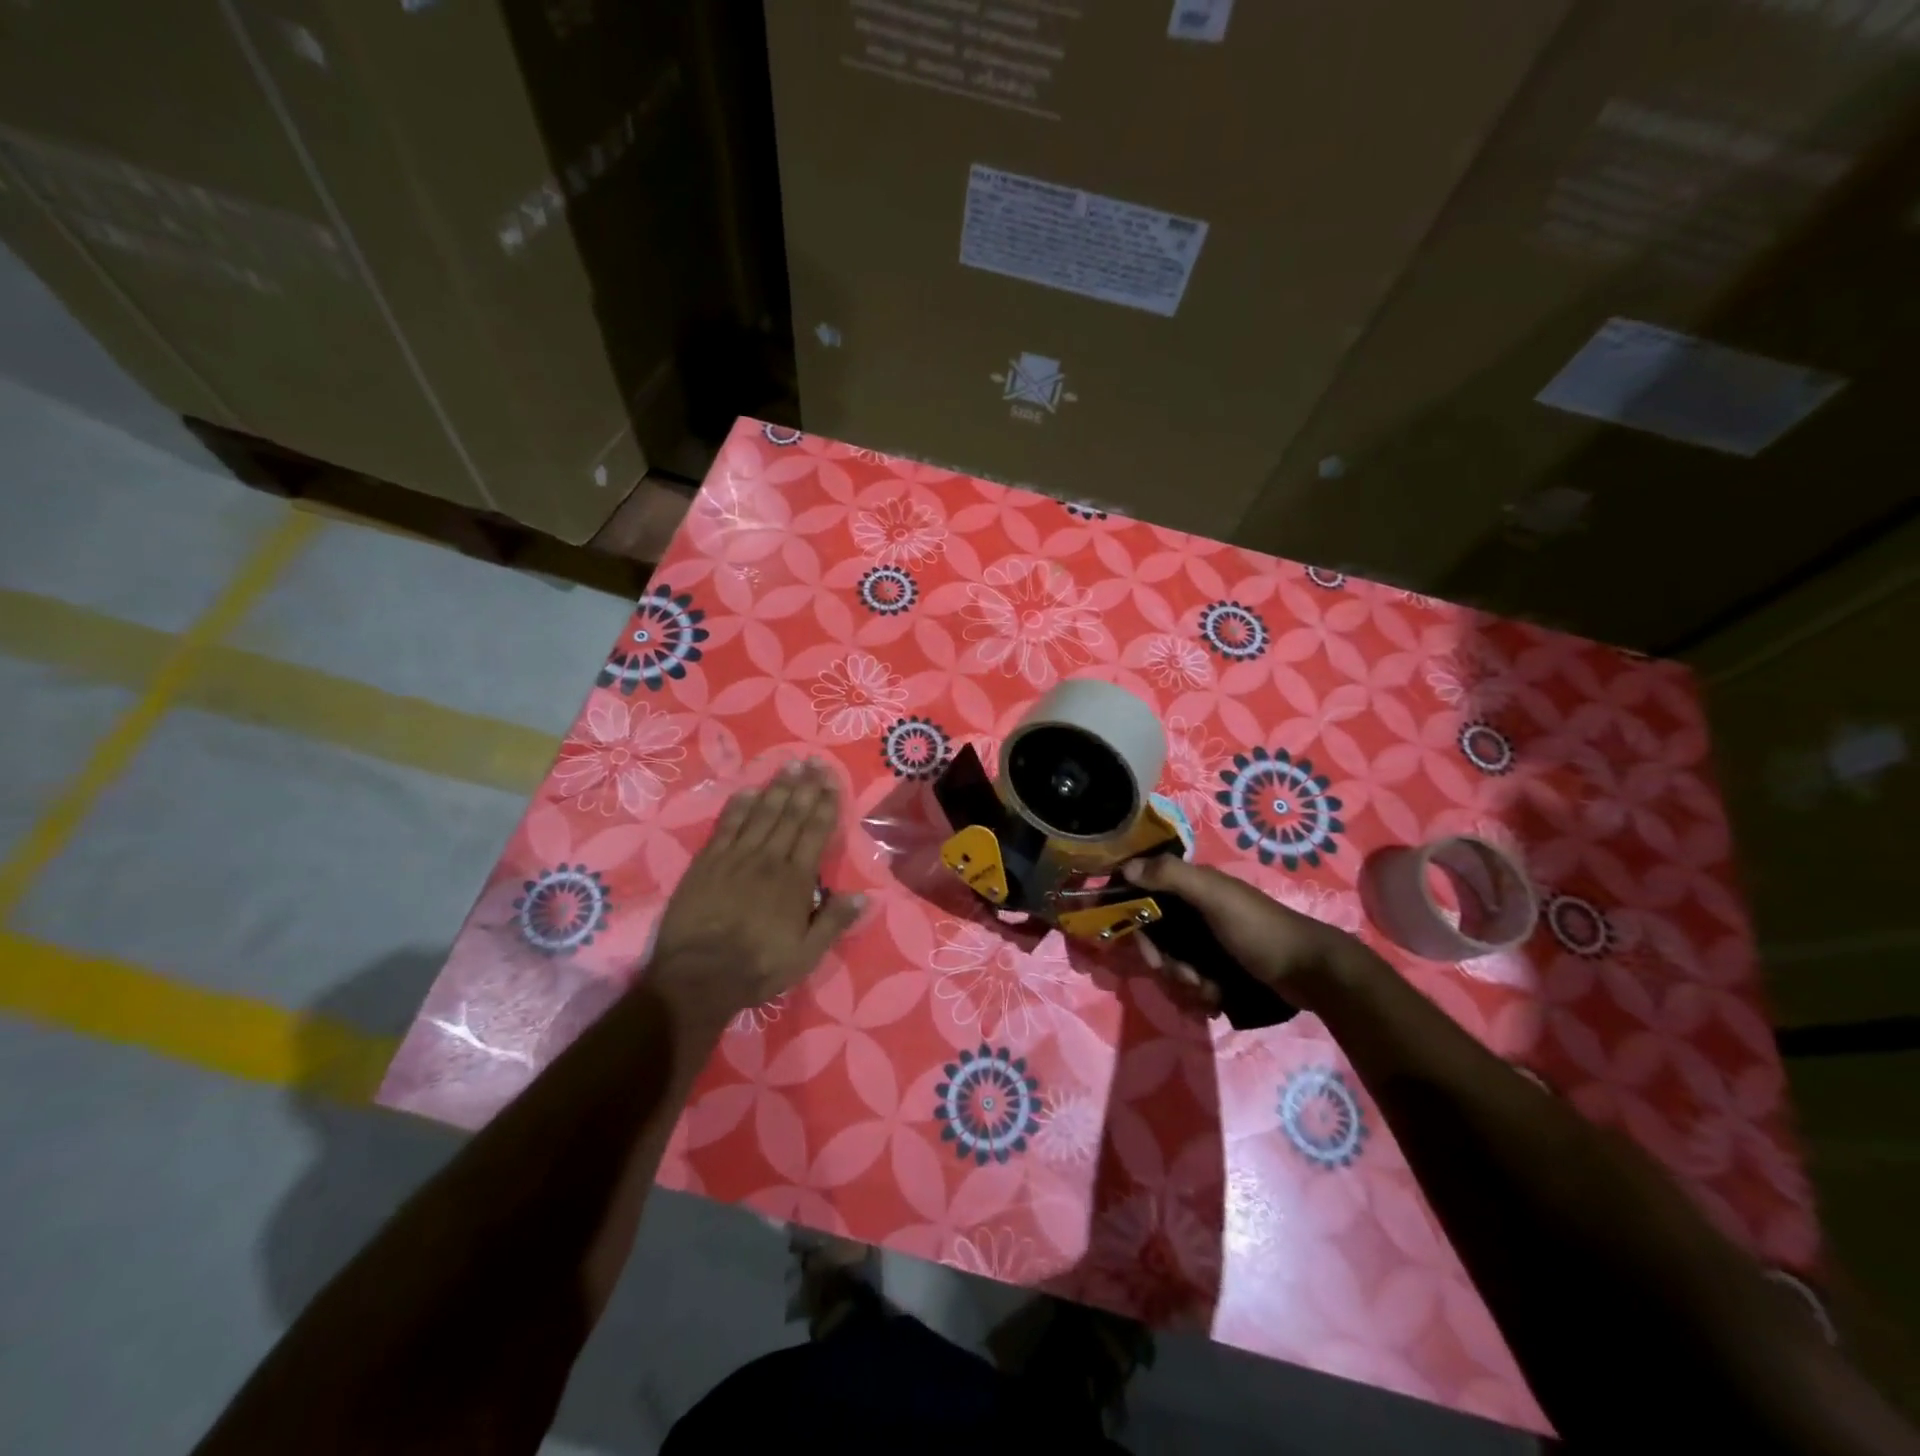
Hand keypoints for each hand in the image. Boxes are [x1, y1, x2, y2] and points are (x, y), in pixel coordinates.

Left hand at [648, 760, 864, 1031]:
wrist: (696, 978)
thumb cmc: (756, 968)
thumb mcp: (805, 956)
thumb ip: (834, 922)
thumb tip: (866, 896)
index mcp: (795, 881)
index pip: (814, 832)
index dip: (825, 804)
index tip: (831, 780)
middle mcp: (768, 860)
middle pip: (790, 815)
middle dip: (804, 787)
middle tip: (813, 761)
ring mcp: (735, 858)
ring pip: (761, 814)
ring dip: (776, 788)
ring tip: (789, 766)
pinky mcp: (707, 863)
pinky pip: (727, 826)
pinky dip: (739, 806)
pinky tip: (748, 790)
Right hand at [1119, 855, 1381, 1014]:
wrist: (1310, 972)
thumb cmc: (1259, 929)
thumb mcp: (1214, 897)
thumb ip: (1171, 876)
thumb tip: (1125, 868)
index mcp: (1193, 885)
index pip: (1145, 892)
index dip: (1133, 916)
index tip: (1138, 944)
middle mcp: (1196, 909)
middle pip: (1155, 933)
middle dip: (1162, 959)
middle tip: (1180, 973)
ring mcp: (1208, 939)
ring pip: (1172, 960)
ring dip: (1183, 979)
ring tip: (1207, 988)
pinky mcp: (1220, 965)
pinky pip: (1192, 978)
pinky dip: (1199, 991)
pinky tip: (1215, 997)